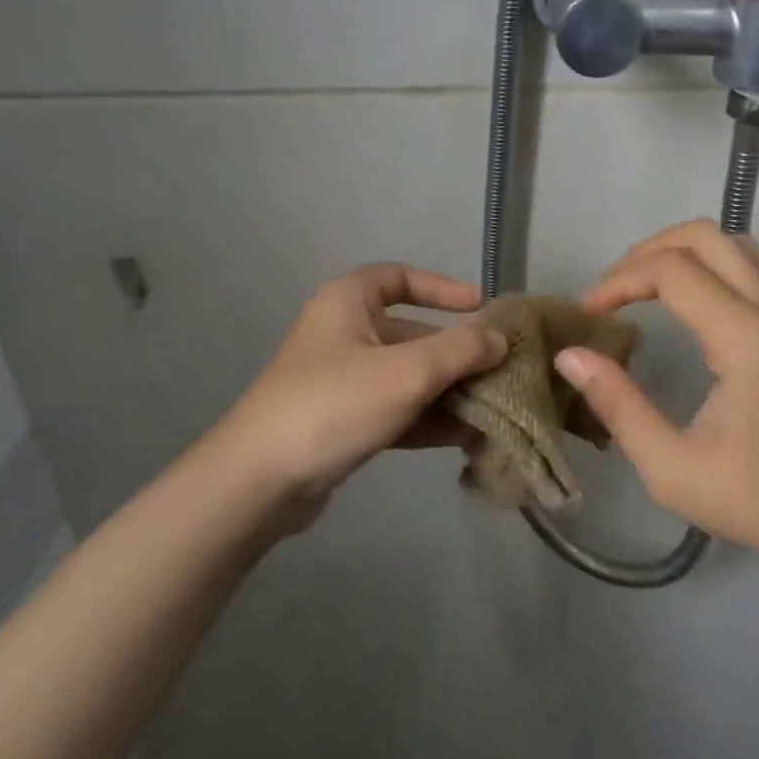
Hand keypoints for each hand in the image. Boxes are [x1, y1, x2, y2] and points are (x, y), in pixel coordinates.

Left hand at [211, 263, 505, 525]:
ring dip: (446, 390)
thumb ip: (459, 350)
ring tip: (493, 408)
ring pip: (405, 375)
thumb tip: (500, 338)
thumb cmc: (334, 404)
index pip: (399, 276)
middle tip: (499, 369)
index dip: (442, 287)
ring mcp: (340, 380)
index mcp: (347, 301)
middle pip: (409, 332)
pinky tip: (465, 437)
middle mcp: (342, 332)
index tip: (480, 306)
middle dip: (454, 352)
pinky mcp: (341, 421)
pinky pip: (393, 409)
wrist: (258, 482)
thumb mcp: (406, 371)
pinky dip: (426, 418)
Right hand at [555, 220, 758, 577]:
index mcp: (744, 338)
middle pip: (701, 235)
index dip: (620, 281)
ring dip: (677, 251)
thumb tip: (570, 356)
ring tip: (641, 287)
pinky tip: (683, 300)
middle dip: (645, 252)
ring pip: (728, 241)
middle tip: (611, 292)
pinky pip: (746, 262)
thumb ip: (618, 407)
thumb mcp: (674, 469)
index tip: (589, 315)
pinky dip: (705, 262)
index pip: (671, 270)